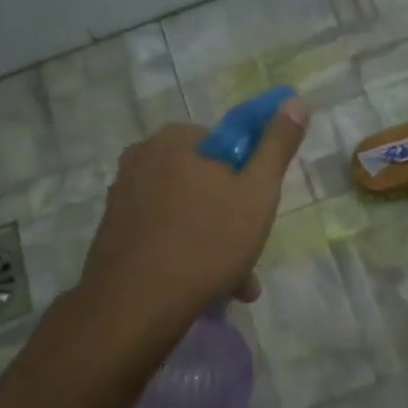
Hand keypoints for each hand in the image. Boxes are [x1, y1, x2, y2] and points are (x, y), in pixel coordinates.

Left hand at [80, 103, 308, 323]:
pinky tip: (205, 286)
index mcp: (174, 139)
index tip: (260, 212)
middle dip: (233, 218)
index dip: (249, 178)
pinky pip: (163, 234)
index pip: (226, 145)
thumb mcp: (257, 192)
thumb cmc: (205, 241)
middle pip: (206, 181)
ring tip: (235, 284)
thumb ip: (277, 145)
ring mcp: (123, 196)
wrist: (135, 305)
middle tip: (251, 253)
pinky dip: (186, 253)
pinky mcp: (113, 231)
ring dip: (215, 243)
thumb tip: (294, 102)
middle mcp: (142, 158)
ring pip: (186, 213)